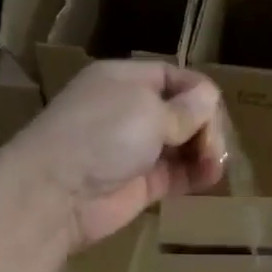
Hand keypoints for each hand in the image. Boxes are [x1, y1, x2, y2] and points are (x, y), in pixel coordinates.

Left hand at [10, 61, 227, 249]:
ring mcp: (135, 149)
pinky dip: (195, 175)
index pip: (174, 78)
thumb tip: (209, 98)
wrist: (57, 193)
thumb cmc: (102, 135)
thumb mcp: (149, 110)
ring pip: (182, 144)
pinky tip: (209, 178)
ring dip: (204, 152)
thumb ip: (185, 108)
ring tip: (213, 165)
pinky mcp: (140, 184)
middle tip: (211, 148)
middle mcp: (129, 111)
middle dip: (204, 126)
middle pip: (182, 112)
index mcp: (125, 80)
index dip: (200, 93)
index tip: (215, 114)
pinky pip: (176, 174)